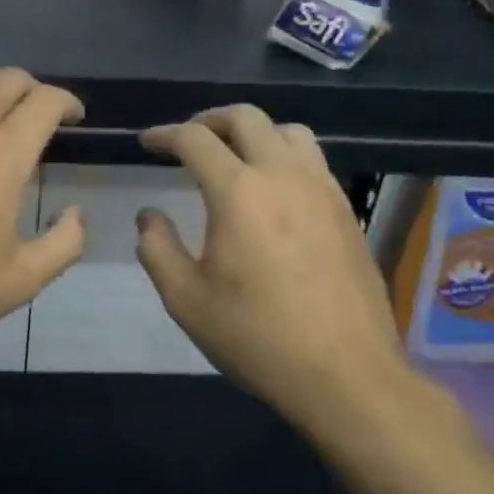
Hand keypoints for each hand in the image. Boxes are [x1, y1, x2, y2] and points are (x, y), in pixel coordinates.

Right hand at [136, 105, 411, 430]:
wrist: (347, 376)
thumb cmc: (257, 337)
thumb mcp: (186, 299)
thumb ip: (157, 248)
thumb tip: (149, 215)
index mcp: (238, 192)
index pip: (195, 139)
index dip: (164, 134)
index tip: (146, 142)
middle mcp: (283, 175)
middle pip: (245, 117)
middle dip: (209, 120)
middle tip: (188, 141)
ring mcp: (322, 189)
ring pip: (288, 131)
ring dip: (254, 132)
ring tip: (235, 157)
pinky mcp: (346, 210)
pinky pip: (313, 160)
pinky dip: (285, 156)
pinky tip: (274, 191)